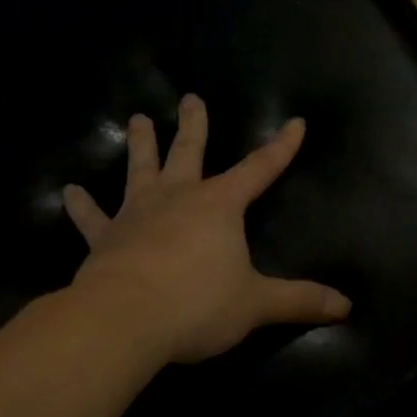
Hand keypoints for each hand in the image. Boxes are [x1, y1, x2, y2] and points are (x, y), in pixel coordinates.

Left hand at [61, 96, 350, 363]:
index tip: (295, 123)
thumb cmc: (197, 304)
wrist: (125, 318)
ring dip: (141, 144)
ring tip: (138, 119)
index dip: (280, 148)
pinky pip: (92, 217)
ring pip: (140, 169)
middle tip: (191, 98)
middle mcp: (178, 197)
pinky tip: (69, 192)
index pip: (259, 169)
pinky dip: (81, 206)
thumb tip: (346, 306)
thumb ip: (299, 301)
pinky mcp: (104, 237)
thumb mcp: (256, 304)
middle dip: (194, 125)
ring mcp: (136, 213)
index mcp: (219, 205)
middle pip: (188, 151)